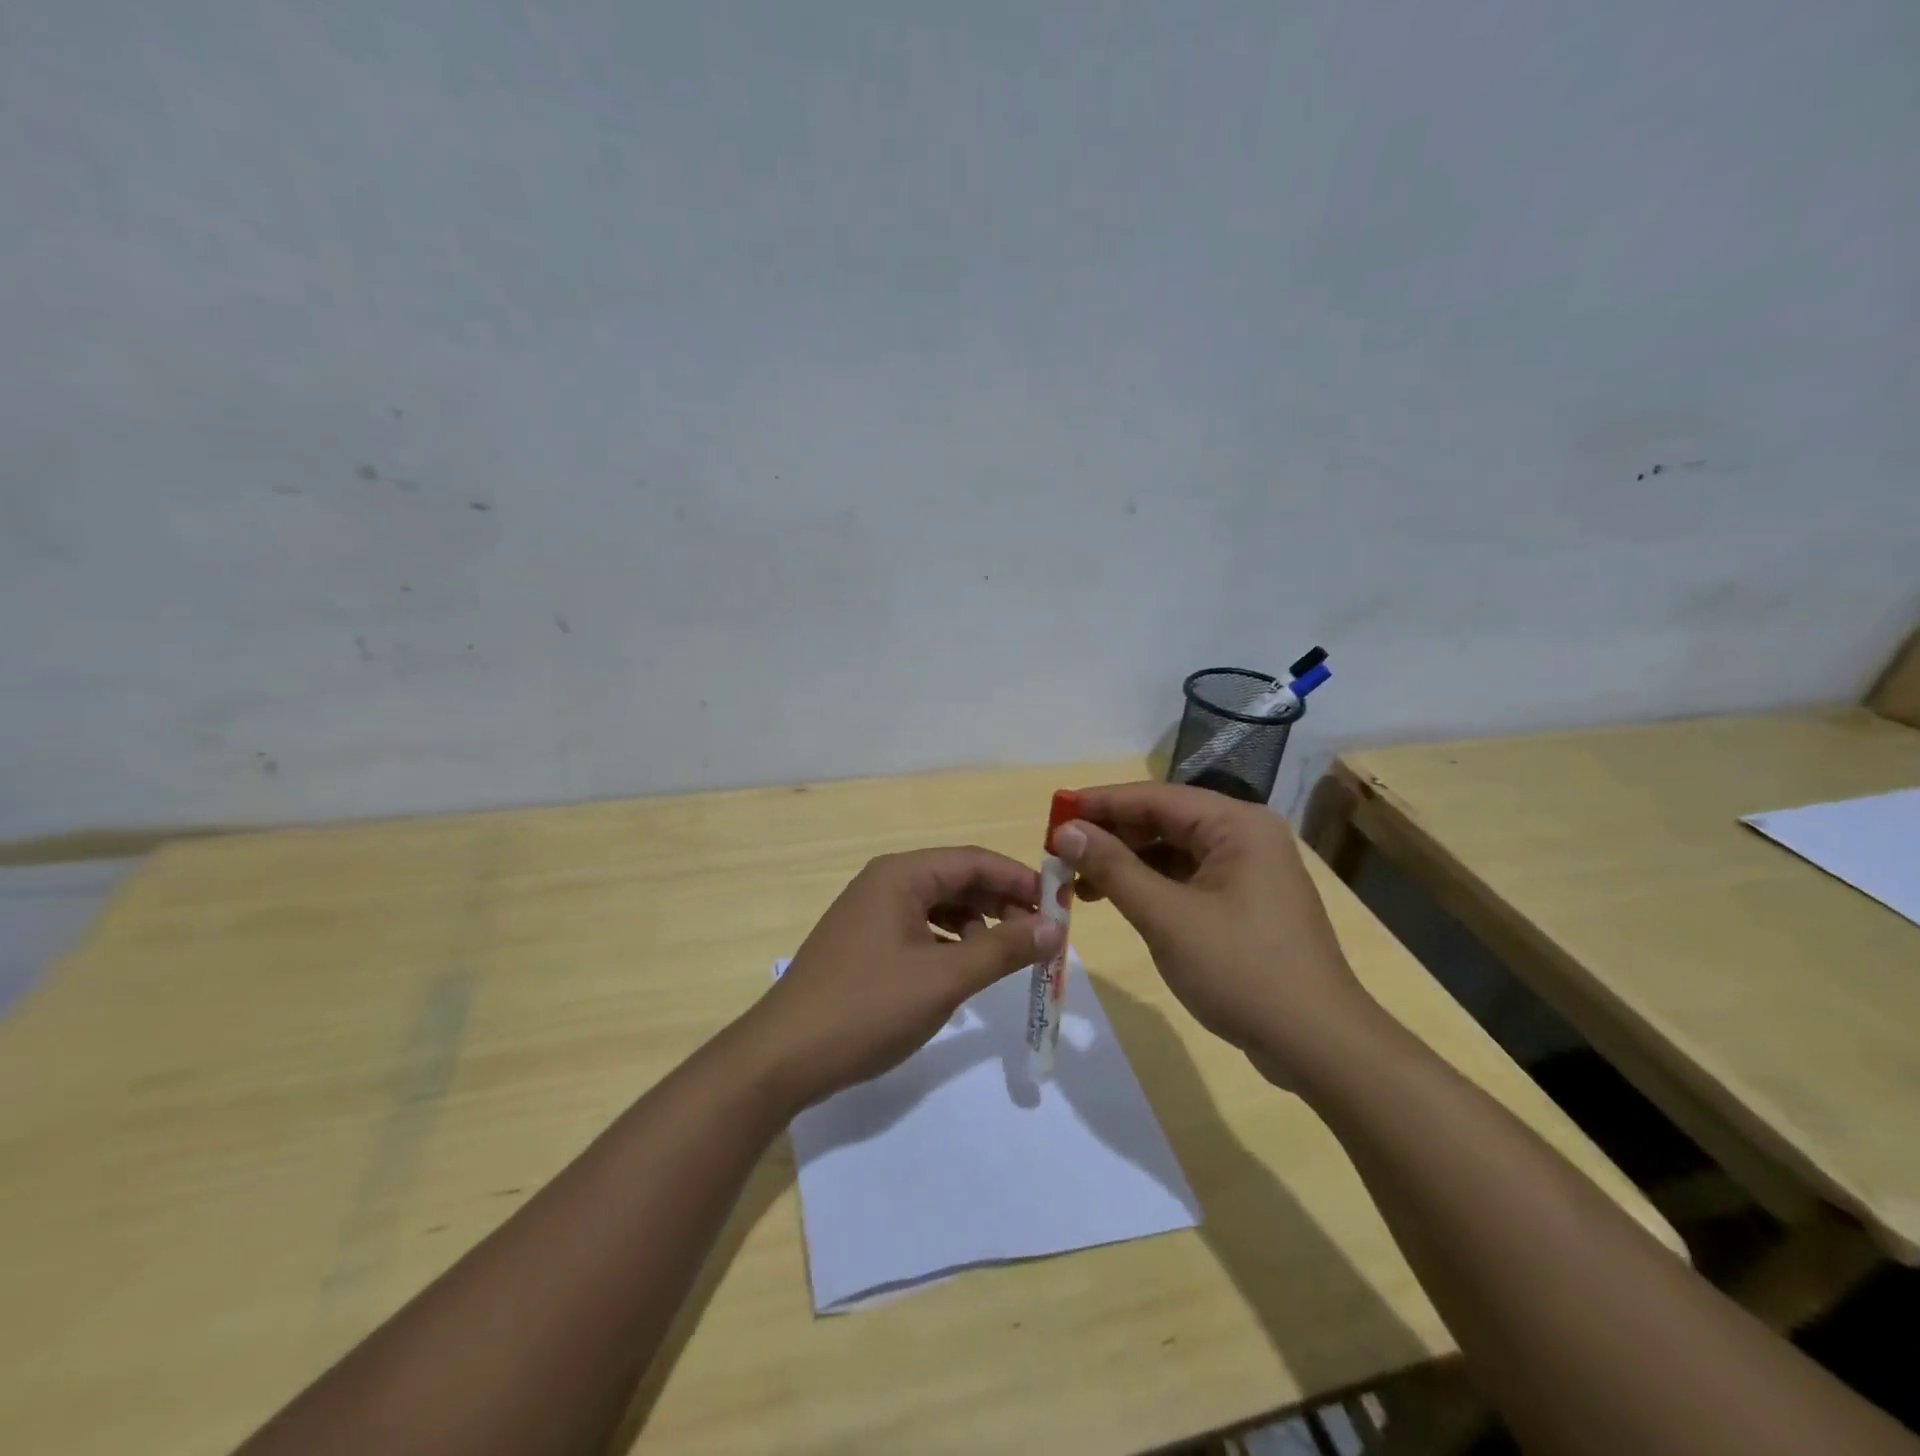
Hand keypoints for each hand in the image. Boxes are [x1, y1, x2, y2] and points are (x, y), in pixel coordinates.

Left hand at [738, 847, 1062, 1112]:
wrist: (782, 1057)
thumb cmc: (866, 1008)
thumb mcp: (944, 979)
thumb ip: (1002, 949)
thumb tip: (1055, 927)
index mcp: (901, 875)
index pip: (974, 860)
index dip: (1021, 880)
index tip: (1060, 907)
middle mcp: (885, 882)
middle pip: (958, 879)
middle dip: (1001, 904)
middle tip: (1039, 938)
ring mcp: (871, 913)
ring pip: (940, 905)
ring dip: (978, 925)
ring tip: (1006, 956)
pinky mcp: (865, 943)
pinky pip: (921, 928)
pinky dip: (950, 942)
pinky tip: (965, 969)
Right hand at [1052, 781, 1371, 1083]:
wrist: (1318, 1044)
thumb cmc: (1241, 970)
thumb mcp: (1166, 917)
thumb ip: (1113, 868)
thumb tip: (1065, 830)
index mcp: (1236, 825)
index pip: (1154, 797)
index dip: (1100, 803)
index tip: (1054, 813)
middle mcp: (1245, 836)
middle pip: (1164, 820)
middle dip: (1111, 835)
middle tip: (1060, 852)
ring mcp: (1248, 870)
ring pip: (1173, 851)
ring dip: (1126, 863)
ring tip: (1078, 883)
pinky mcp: (1245, 902)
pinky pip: (1187, 878)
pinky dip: (1151, 886)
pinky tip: (1119, 900)